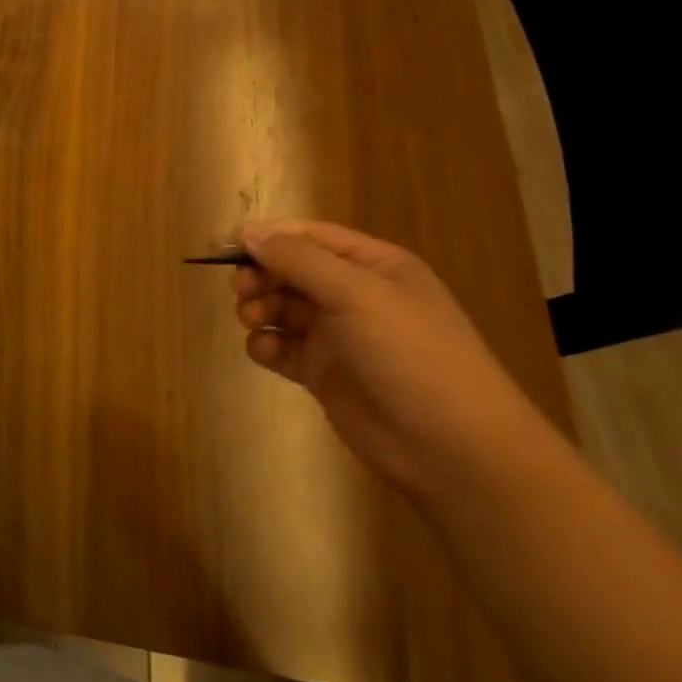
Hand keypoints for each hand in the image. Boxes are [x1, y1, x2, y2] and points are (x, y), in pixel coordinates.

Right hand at [232, 220, 552, 497]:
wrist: (453, 448)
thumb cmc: (410, 354)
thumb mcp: (356, 293)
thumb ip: (298, 259)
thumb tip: (247, 233)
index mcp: (374, 266)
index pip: (310, 236)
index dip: (269, 237)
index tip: (228, 246)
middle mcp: (355, 295)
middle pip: (291, 271)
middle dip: (261, 275)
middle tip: (241, 290)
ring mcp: (339, 336)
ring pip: (282, 308)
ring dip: (259, 308)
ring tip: (252, 321)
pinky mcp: (323, 373)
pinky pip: (282, 347)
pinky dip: (266, 346)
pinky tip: (266, 353)